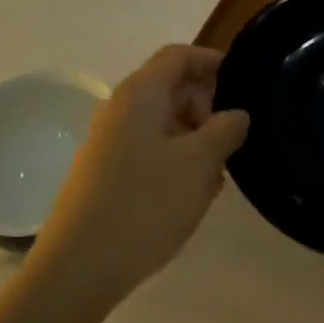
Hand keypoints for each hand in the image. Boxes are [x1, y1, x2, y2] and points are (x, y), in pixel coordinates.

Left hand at [33, 46, 248, 309]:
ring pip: (162, 123)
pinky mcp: (106, 173)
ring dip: (195, 138)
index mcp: (140, 94)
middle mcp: (120, 109)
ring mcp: (109, 142)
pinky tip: (192, 194)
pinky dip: (176, 160)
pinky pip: (149, 150)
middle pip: (171, 87)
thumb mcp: (200, 164)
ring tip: (218, 174)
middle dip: (206, 106)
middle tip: (232, 139)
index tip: (244, 83)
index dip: (212, 61)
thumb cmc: (145, 204)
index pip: (179, 55)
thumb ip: (226, 130)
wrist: (79, 267)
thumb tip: (237, 114)